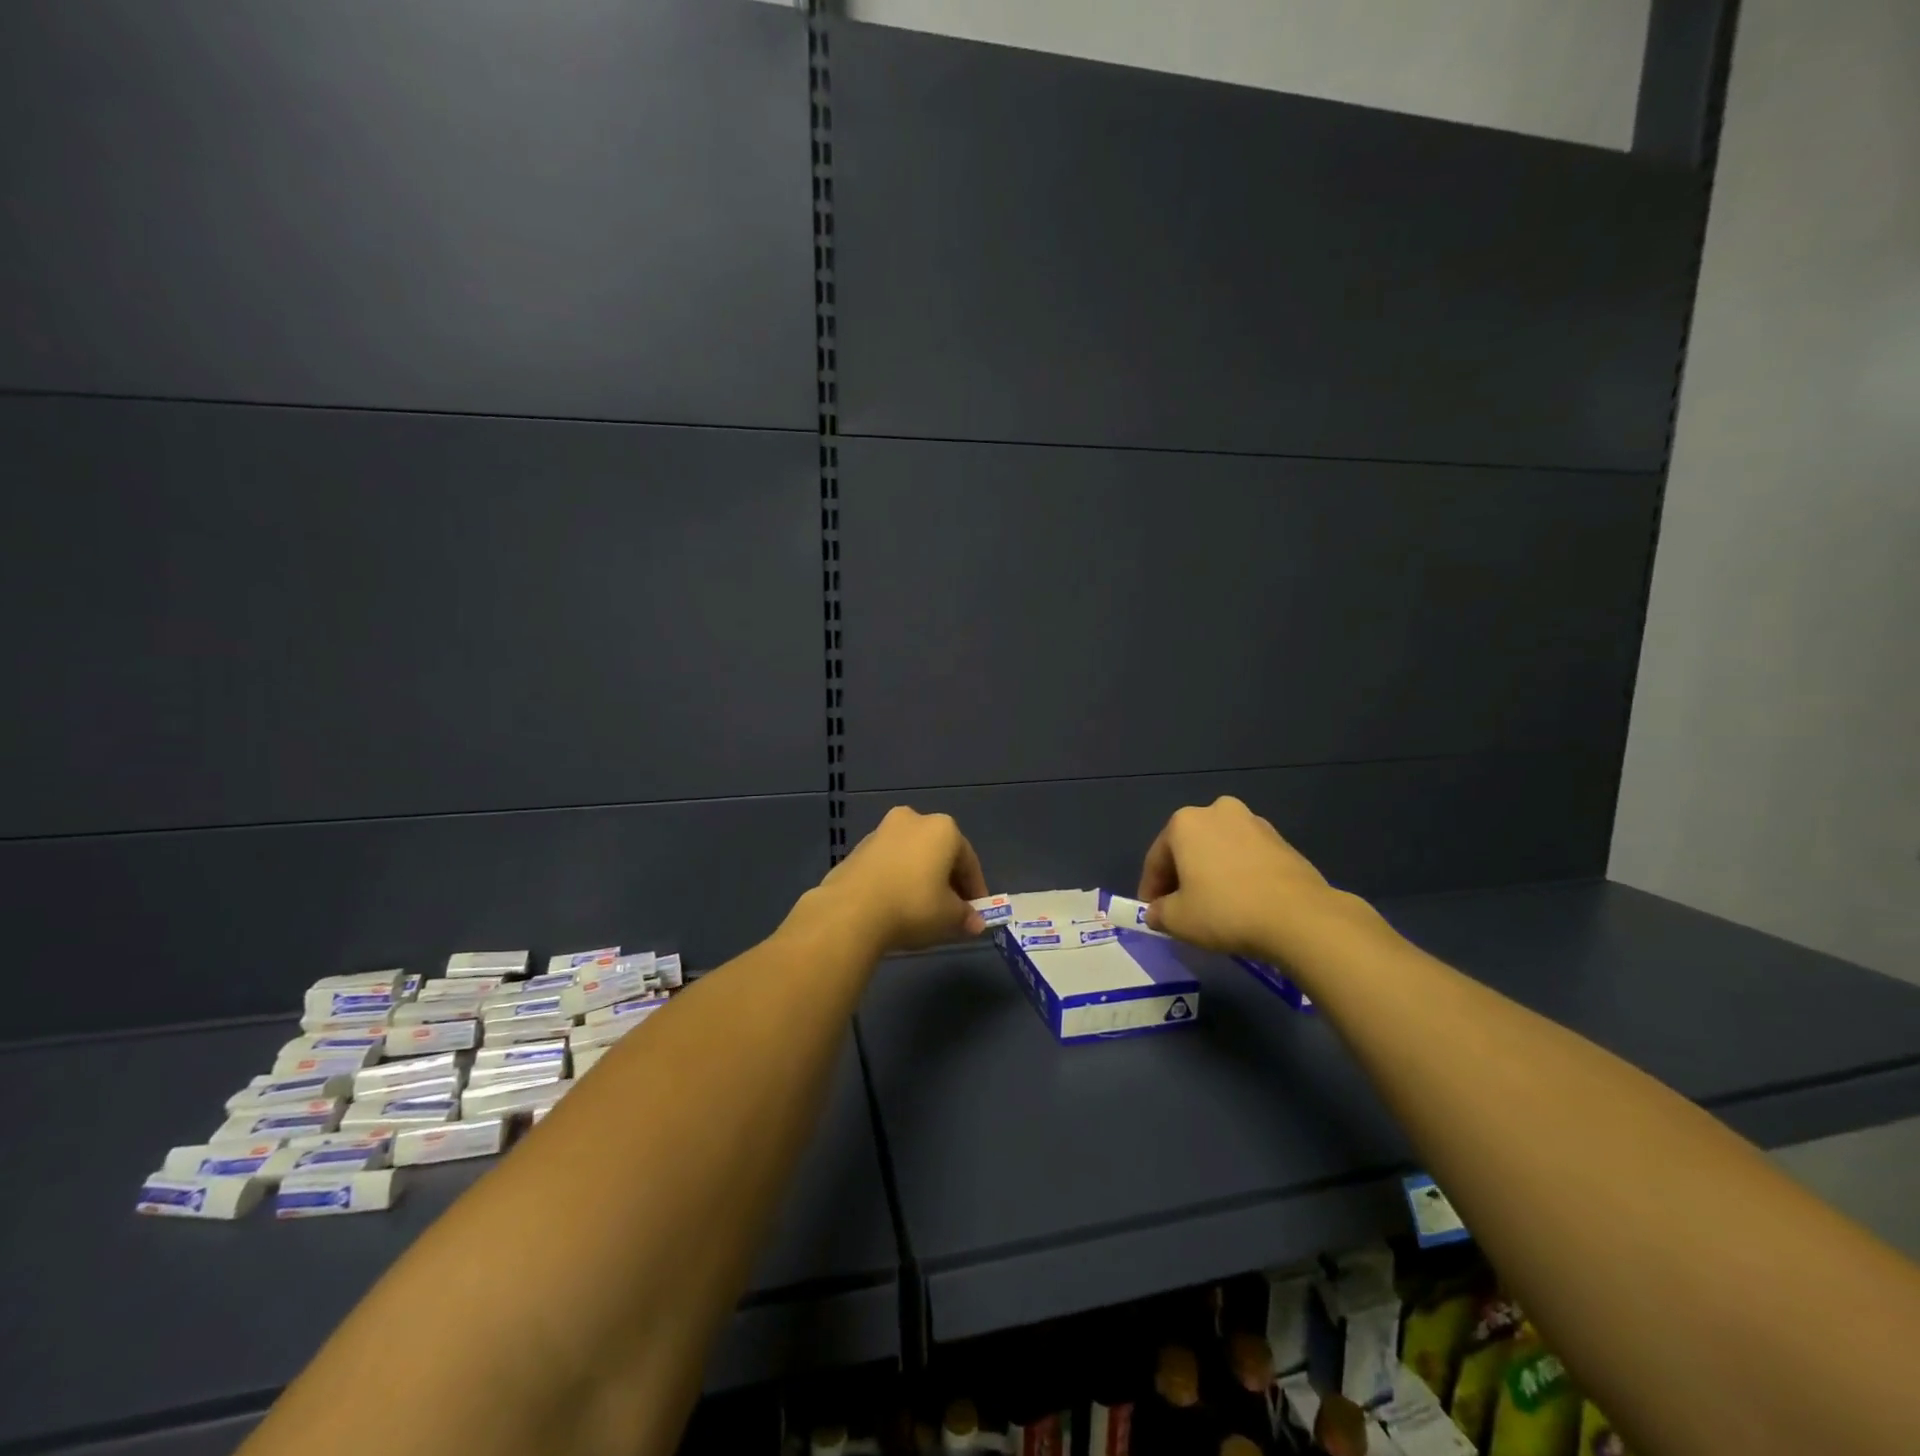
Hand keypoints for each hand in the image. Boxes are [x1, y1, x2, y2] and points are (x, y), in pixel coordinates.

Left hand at [809, 806, 989, 954]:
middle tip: (952, 911)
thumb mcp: (948, 916)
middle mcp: (913, 820)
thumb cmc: (912, 905)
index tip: (976, 913)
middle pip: (939, 854)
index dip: (975, 889)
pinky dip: (898, 879)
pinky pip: (889, 864)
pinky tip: (897, 904)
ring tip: (923, 910)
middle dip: (948, 882)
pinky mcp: (858, 849)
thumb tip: (975, 922)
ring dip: (921, 878)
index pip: (968, 861)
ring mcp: (882, 831)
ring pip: (912, 857)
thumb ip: (965, 916)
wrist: (851, 911)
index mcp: (943, 828)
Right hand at [1138, 796, 1354, 959]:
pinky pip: (1246, 858)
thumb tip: (1157, 911)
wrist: (1299, 917)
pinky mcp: (1282, 841)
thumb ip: (1159, 912)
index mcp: (1185, 822)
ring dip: (1211, 873)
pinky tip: (1242, 902)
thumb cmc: (1225, 910)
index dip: (1150, 888)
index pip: (1157, 858)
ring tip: (1213, 906)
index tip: (1151, 912)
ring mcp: (1254, 822)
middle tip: (1180, 907)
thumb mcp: (1178, 920)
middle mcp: (1217, 812)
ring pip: (1219, 850)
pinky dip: (1238, 875)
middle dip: (1181, 876)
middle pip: (1189, 848)